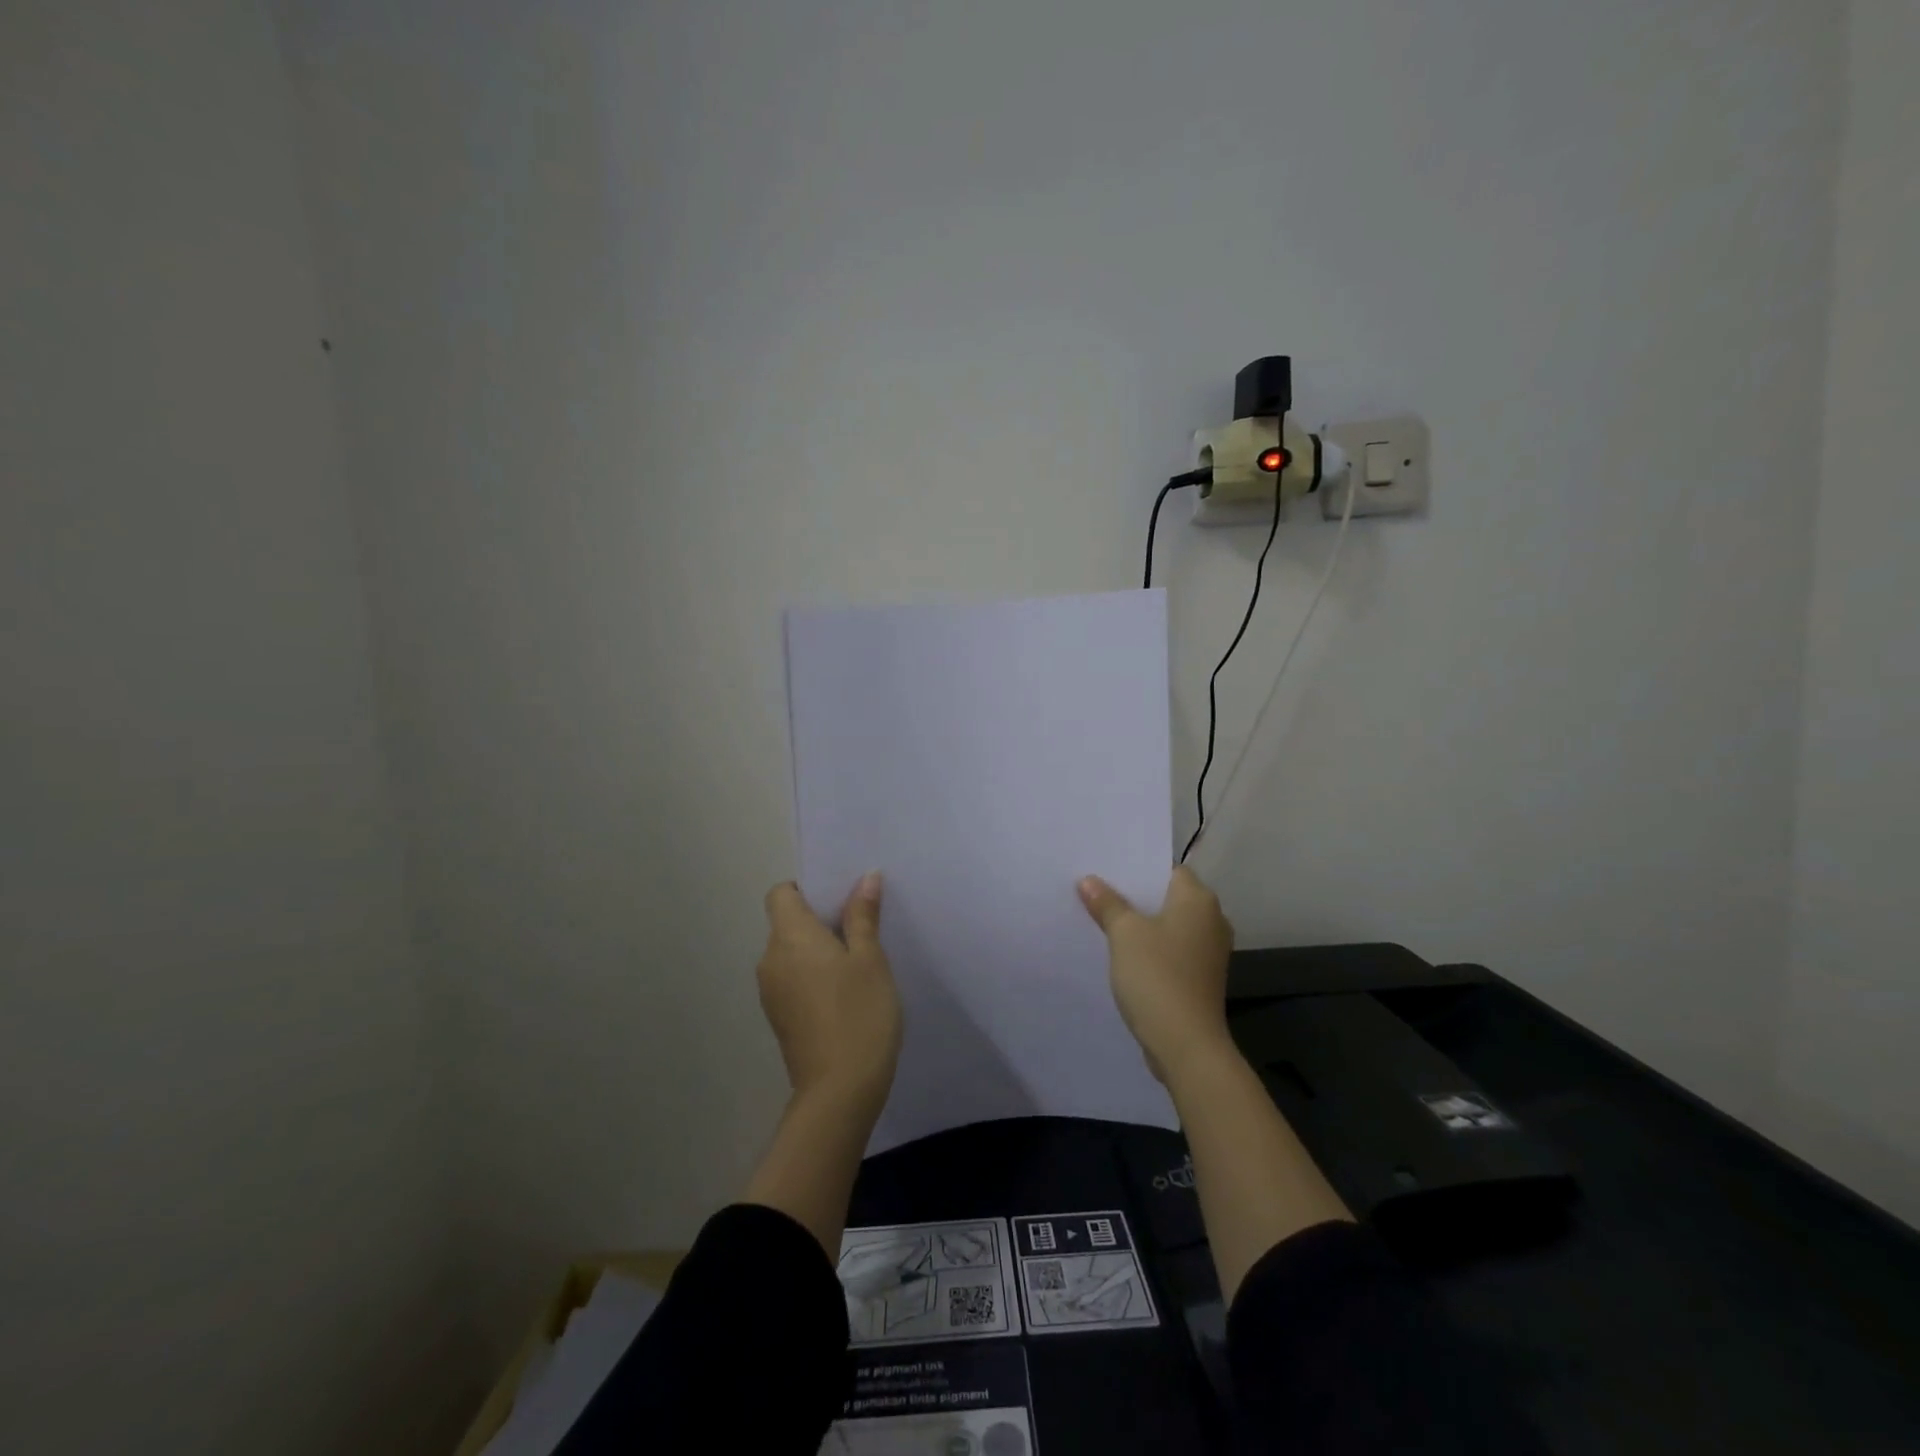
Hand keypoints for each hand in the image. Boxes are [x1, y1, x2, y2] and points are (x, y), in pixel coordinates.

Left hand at [758, 873, 901, 1114]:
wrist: (839, 1091)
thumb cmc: (859, 1014)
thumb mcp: (870, 959)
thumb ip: (863, 916)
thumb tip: (865, 878)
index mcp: (789, 937)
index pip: (780, 893)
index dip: (806, 889)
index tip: (839, 900)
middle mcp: (770, 959)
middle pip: (786, 922)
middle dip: (819, 919)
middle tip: (861, 927)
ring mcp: (770, 992)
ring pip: (790, 953)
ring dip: (817, 950)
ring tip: (857, 962)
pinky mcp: (779, 1018)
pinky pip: (792, 979)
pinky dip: (812, 975)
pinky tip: (845, 994)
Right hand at [1077, 866, 1234, 1082]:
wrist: (1186, 1045)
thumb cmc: (1157, 976)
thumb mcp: (1124, 934)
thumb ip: (1107, 903)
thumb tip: (1089, 880)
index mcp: (1199, 900)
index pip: (1168, 869)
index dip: (1138, 869)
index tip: (1107, 870)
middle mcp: (1212, 920)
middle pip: (1168, 897)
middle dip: (1136, 896)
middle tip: (1097, 891)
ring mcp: (1209, 952)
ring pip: (1169, 925)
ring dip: (1142, 924)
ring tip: (1104, 920)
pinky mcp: (1201, 977)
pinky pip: (1172, 950)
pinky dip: (1151, 948)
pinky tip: (1122, 953)